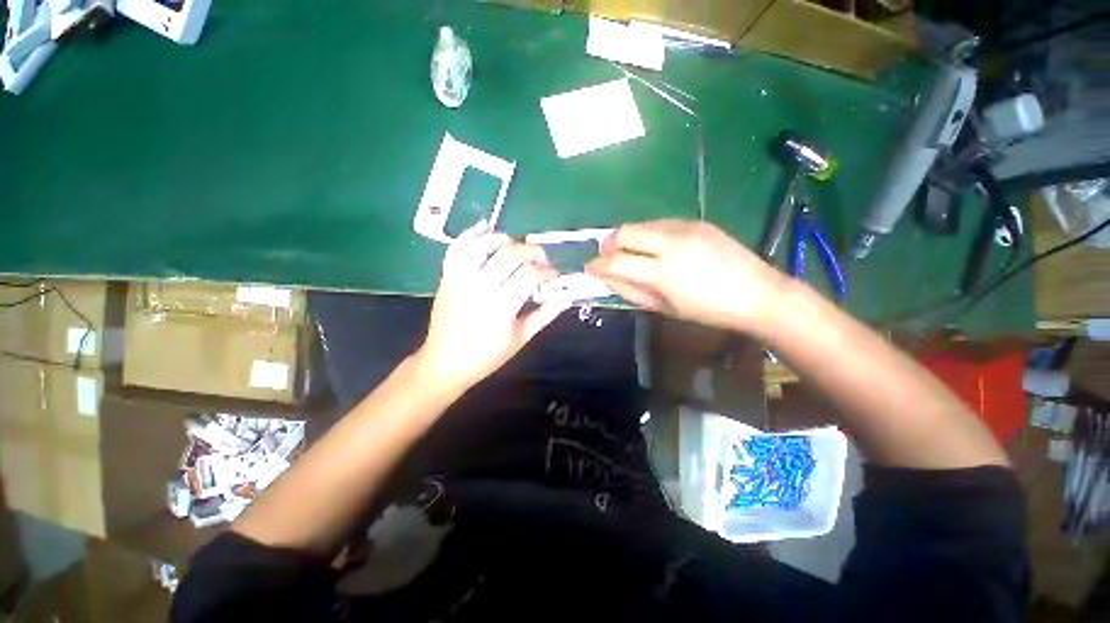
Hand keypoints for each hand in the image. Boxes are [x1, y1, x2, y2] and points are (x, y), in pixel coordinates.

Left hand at [415, 222, 569, 395]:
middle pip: (508, 255)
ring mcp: (458, 282)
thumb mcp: (520, 338)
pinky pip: (455, 249)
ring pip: (480, 246)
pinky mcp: (445, 279)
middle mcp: (478, 290)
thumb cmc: (486, 357)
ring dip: (501, 238)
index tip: (554, 274)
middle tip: (540, 258)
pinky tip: (484, 227)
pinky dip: (469, 234)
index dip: (546, 271)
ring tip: (515, 243)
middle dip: (531, 251)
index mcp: (499, 310)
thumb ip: (544, 315)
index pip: (528, 276)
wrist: (444, 364)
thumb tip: (566, 298)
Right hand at [586, 220, 787, 332]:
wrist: (757, 293)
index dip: (597, 265)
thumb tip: (607, 279)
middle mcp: (669, 243)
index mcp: (662, 272)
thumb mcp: (664, 308)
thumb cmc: (708, 310)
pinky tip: (655, 248)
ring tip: (631, 254)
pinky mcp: (695, 221)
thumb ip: (631, 291)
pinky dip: (647, 235)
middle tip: (607, 258)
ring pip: (640, 224)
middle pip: (623, 232)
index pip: (615, 261)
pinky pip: (659, 223)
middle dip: (607, 245)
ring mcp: (684, 228)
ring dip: (627, 238)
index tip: (590, 269)